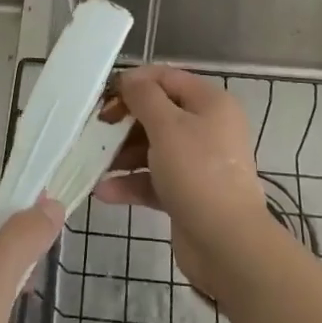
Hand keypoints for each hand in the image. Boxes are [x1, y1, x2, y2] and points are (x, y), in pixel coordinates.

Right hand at [95, 66, 271, 295]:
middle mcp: (207, 128)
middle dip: (125, 121)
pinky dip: (131, 182)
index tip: (105, 96)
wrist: (227, 244)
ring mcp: (198, 163)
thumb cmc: (197, 172)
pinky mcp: (187, 193)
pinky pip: (154, 179)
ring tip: (94, 161)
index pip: (167, 78)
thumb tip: (129, 79)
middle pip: (158, 113)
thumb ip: (144, 97)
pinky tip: (104, 191)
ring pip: (153, 147)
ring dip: (123, 154)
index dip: (135, 82)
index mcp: (210, 103)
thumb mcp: (167, 126)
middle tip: (96, 128)